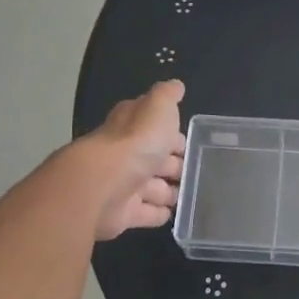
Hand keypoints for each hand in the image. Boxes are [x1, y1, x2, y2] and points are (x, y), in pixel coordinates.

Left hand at [80, 81, 186, 241]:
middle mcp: (127, 155)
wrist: (102, 185)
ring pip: (153, 187)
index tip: (191, 141)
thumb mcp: (157, 107)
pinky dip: (158, 213)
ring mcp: (124, 186)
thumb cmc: (135, 142)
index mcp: (133, 127)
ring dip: (169, 191)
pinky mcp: (123, 214)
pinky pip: (146, 213)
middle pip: (154, 159)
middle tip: (196, 171)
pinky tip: (173, 213)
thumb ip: (167, 95)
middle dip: (173, 164)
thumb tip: (176, 85)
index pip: (154, 127)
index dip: (171, 133)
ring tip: (191, 194)